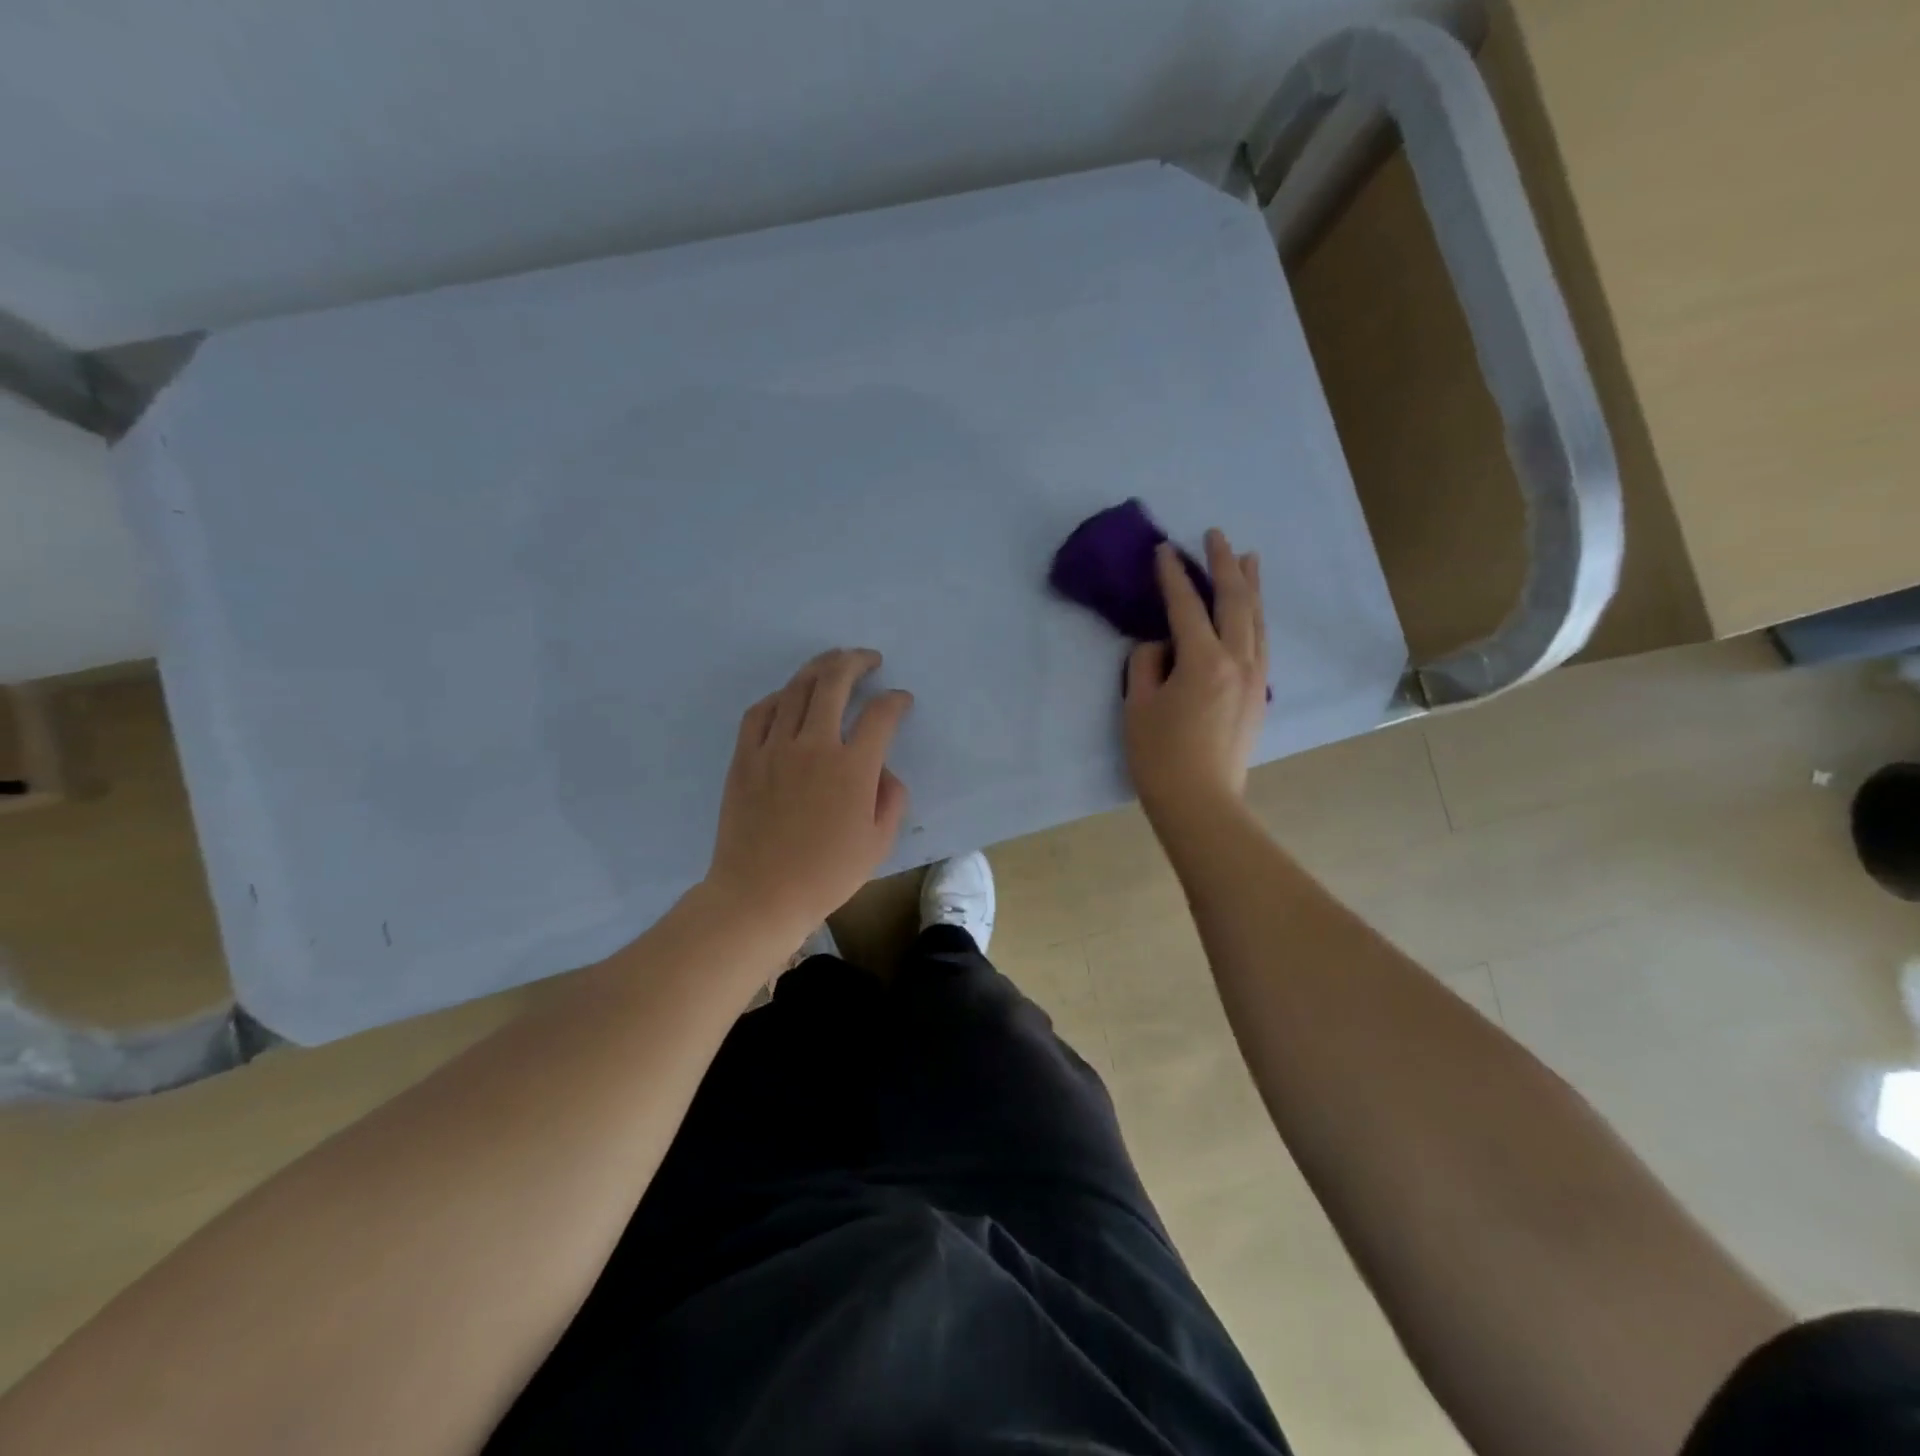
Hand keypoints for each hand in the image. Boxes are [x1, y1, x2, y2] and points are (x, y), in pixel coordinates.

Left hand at [705, 648, 912, 937]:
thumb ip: (891, 798)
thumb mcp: (878, 843)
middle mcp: (814, 745)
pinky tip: (788, 695)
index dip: (895, 701)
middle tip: (868, 659)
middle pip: (835, 683)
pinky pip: (760, 712)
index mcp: (852, 767)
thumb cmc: (826, 874)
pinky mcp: (745, 757)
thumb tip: (883, 769)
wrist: (760, 894)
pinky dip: (778, 696)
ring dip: (819, 668)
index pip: (880, 715)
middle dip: (856, 662)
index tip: (901, 700)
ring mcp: (774, 748)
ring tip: (832, 662)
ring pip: (796, 690)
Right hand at [1123, 529, 1267, 826]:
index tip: (1163, 550)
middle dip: (1224, 564)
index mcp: (1204, 661)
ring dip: (1251, 585)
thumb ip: (1146, 663)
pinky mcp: (1259, 695)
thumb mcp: (1137, 706)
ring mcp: (1255, 678)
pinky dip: (1257, 617)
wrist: (1201, 803)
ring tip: (1249, 557)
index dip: (1173, 576)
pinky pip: (1261, 642)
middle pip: (1235, 602)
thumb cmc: (1160, 757)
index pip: (1187, 606)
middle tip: (1215, 535)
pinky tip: (1253, 612)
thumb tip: (1161, 645)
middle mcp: (1238, 661)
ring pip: (1257, 619)